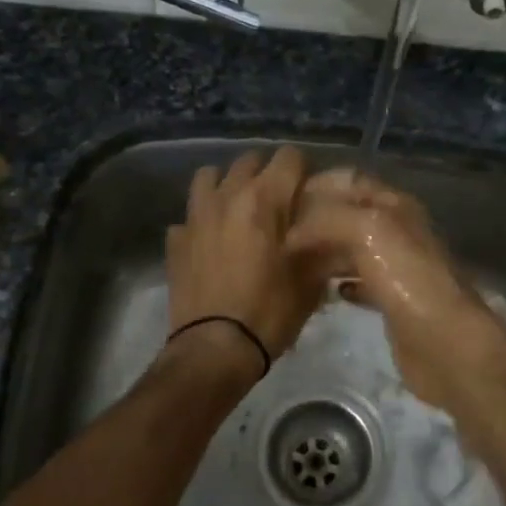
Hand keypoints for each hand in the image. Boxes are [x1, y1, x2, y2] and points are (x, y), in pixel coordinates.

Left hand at [165, 147, 321, 369]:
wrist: (215, 348)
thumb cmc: (269, 311)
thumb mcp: (311, 280)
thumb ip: (322, 245)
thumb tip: (330, 231)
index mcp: (263, 199)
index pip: (289, 157)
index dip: (304, 171)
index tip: (310, 193)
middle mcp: (227, 196)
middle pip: (249, 161)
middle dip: (267, 174)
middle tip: (280, 203)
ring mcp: (196, 216)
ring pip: (209, 177)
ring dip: (227, 185)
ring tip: (240, 210)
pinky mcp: (175, 240)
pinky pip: (189, 215)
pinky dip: (203, 221)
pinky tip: (212, 242)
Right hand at [286, 168, 505, 409]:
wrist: (444, 342)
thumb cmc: (407, 278)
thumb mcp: (366, 229)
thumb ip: (326, 220)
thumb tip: (292, 235)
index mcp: (394, 205)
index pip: (350, 182)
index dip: (316, 186)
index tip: (279, 201)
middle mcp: (396, 230)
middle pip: (347, 216)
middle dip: (313, 222)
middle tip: (274, 236)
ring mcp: (395, 267)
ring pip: (350, 249)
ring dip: (321, 252)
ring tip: (287, 263)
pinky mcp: (392, 301)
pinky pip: (357, 282)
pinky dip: (337, 282)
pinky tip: (316, 292)